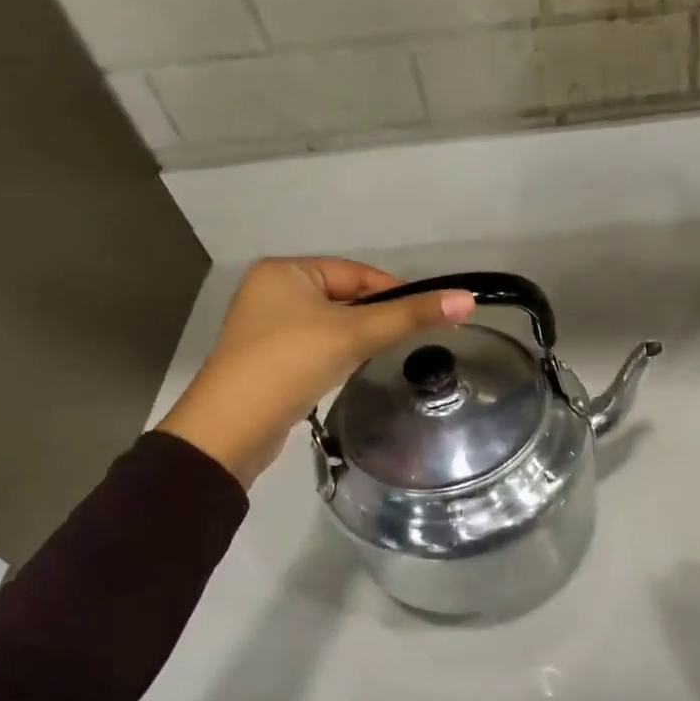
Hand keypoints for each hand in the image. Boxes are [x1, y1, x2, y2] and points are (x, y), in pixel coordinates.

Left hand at [158, 258, 473, 486]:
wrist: (231, 429)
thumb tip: (468, 298)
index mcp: (285, 271)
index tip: (427, 316)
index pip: (356, 273)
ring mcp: (266, 327)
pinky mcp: (268, 359)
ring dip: (357, 338)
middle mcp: (272, 291)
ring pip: (331, 324)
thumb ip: (411, 316)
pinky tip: (348, 371)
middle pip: (345, 297)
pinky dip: (337, 355)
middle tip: (405, 342)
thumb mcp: (356, 334)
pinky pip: (315, 346)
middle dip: (375, 319)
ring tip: (379, 357)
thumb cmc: (291, 363)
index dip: (395, 293)